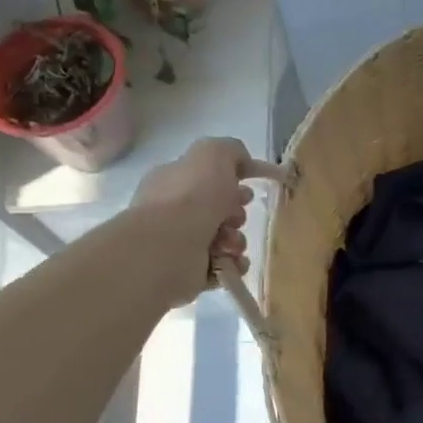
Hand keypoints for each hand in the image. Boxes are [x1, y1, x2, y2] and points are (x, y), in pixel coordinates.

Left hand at [131, 138, 280, 306]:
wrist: (169, 247)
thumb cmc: (191, 196)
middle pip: (220, 209)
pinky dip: (233, 263)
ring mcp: (180, 243)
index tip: (254, 185)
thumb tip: (242, 162)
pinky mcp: (190, 272)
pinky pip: (224, 266)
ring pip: (226, 238)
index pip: (208, 176)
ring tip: (229, 243)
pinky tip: (231, 260)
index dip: (234, 179)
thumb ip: (231, 150)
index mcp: (175, 180)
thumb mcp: (214, 153)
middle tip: (236, 216)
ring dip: (237, 240)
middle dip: (237, 213)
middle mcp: (174, 211)